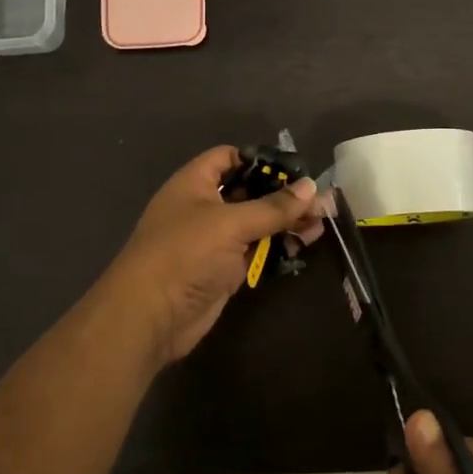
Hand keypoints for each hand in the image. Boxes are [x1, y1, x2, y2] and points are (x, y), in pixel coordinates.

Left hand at [101, 146, 321, 367]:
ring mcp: (214, 241)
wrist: (151, 316)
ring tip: (321, 222)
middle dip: (282, 194)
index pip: (229, 158)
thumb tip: (311, 187)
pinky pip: (255, 251)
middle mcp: (203, 207)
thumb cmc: (185, 254)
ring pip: (255, 223)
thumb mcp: (230, 223)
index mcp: (194, 183)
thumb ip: (272, 207)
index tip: (294, 168)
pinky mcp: (224, 270)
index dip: (259, 159)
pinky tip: (306, 243)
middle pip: (247, 191)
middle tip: (320, 200)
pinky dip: (278, 247)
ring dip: (285, 222)